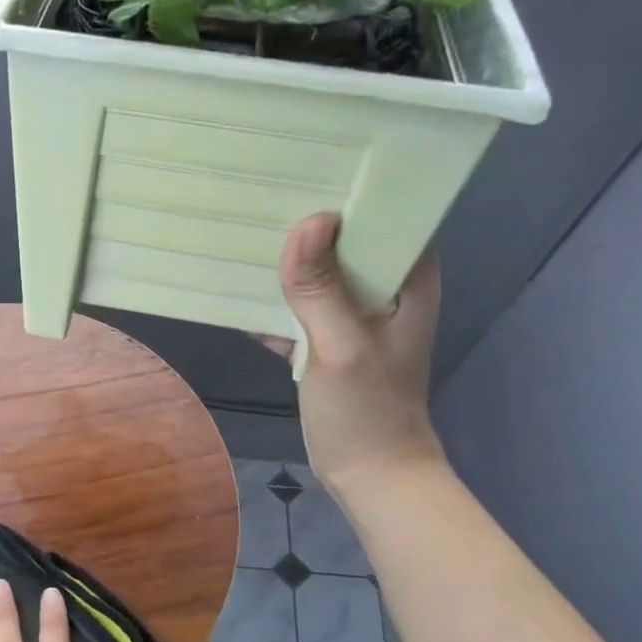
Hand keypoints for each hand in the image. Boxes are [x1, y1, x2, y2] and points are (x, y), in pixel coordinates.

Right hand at [262, 211, 446, 500]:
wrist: (368, 474)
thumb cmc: (367, 412)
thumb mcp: (341, 348)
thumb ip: (322, 290)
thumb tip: (307, 222)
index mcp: (407, 280)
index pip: (386, 216)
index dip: (351, 191)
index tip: (306, 166)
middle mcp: (384, 289)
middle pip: (345, 241)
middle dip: (306, 223)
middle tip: (259, 192)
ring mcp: (353, 315)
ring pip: (317, 273)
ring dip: (285, 261)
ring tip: (240, 229)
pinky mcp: (326, 339)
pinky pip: (297, 306)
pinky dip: (272, 300)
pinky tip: (235, 287)